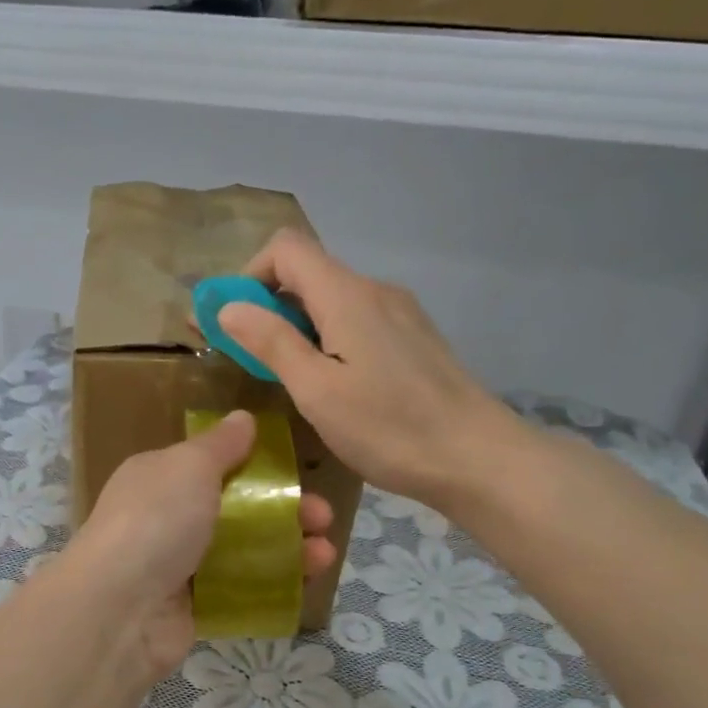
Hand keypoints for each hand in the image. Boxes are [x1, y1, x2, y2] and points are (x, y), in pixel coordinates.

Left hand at [63, 411, 335, 676]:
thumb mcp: (189, 466)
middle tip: (323, 517)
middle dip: (284, 510)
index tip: (294, 472)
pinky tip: (304, 584)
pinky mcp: (192, 607)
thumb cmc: (156, 520)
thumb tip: (242, 418)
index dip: (254, 466)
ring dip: (287, 549)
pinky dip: (271, 585)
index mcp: (159, 477)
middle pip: (235, 509)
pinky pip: (238, 590)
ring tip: (325, 554)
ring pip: (242, 551)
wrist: (120, 608)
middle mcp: (166, 518)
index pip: (210, 465)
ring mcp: (178, 566)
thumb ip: (220, 445)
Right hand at [217, 229, 523, 510]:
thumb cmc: (390, 428)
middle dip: (267, 305)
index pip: (286, 248)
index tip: (232, 322)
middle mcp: (374, 291)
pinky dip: (326, 338)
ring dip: (296, 325)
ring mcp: (399, 313)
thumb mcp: (317, 391)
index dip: (249, 275)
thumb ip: (272, 342)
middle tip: (246, 356)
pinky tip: (331, 384)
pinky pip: (355, 321)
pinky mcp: (412, 338)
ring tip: (286, 377)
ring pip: (331, 299)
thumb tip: (229, 305)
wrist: (477, 458)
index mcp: (347, 296)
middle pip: (307, 272)